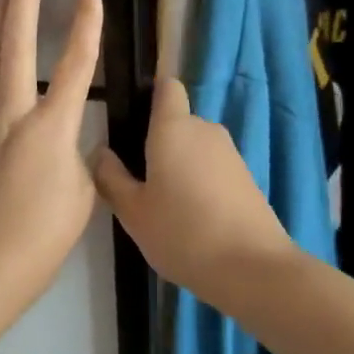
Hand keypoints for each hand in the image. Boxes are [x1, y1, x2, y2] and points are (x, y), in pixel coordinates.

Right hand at [91, 78, 293, 295]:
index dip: (149, 94)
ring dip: (178, 166)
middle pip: (177, 122)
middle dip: (156, 143)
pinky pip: (212, 168)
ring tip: (162, 207)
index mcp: (174, 127)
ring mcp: (230, 153)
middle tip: (136, 182)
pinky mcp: (246, 177)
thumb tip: (101, 152)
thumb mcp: (133, 212)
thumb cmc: (182, 233)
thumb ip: (111, 178)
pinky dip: (199, 183)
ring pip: (194, 148)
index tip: (131, 119)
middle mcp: (205, 129)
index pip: (166, 86)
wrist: (252, 268)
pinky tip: (190, 220)